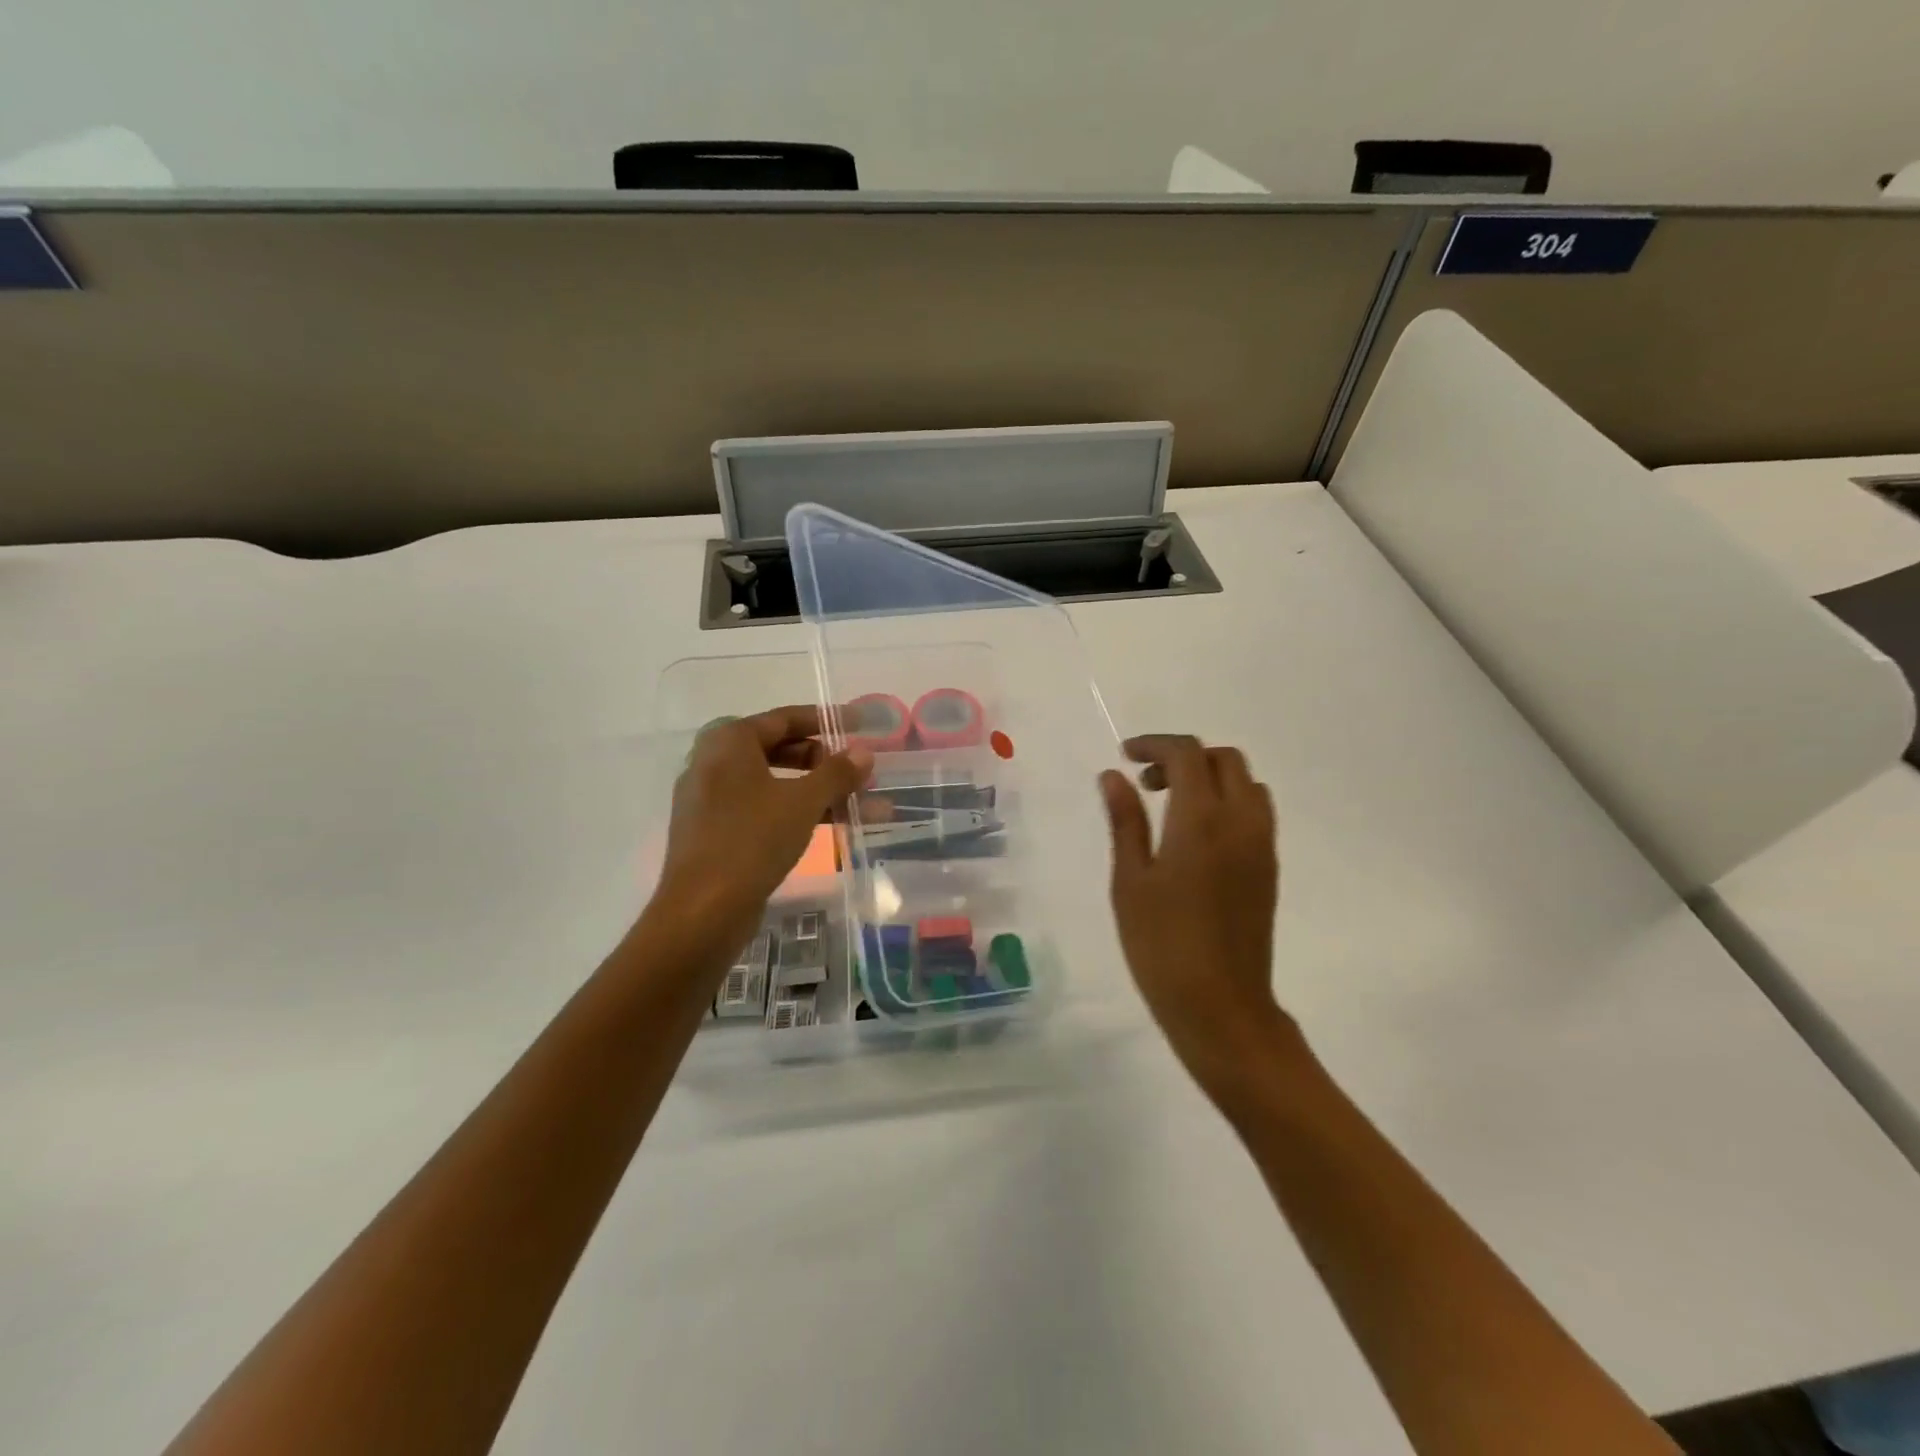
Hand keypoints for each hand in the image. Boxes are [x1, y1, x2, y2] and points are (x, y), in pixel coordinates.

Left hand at [652, 705, 871, 950]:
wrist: (702, 910)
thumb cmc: (752, 840)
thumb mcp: (803, 802)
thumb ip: (837, 773)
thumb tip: (864, 752)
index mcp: (728, 741)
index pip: (784, 718)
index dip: (826, 720)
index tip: (860, 723)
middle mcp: (714, 763)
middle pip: (780, 750)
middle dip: (826, 763)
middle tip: (859, 772)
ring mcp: (712, 800)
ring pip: (776, 785)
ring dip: (820, 793)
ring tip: (864, 806)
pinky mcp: (716, 832)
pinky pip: (764, 810)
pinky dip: (797, 813)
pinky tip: (833, 826)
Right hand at [1100, 735, 1286, 1093]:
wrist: (1221, 1006)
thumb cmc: (1161, 944)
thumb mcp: (1130, 881)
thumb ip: (1125, 821)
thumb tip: (1113, 776)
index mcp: (1202, 820)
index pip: (1187, 753)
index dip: (1154, 744)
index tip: (1124, 755)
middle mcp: (1241, 822)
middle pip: (1224, 759)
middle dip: (1184, 756)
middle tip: (1146, 783)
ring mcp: (1261, 845)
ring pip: (1246, 783)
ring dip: (1210, 777)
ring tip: (1170, 806)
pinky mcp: (1269, 868)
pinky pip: (1255, 811)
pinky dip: (1227, 801)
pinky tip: (1195, 835)